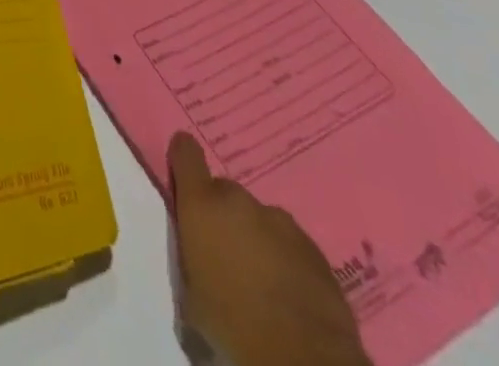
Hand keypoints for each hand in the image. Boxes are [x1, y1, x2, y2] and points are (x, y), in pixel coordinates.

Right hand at [168, 134, 371, 365]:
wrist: (303, 358)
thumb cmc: (231, 323)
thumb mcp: (190, 292)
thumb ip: (190, 255)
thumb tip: (198, 254)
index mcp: (202, 203)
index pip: (186, 152)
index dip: (183, 158)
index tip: (184, 173)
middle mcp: (239, 201)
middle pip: (225, 192)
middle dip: (224, 215)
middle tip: (227, 253)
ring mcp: (281, 222)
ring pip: (261, 219)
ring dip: (257, 237)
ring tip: (263, 278)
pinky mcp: (314, 250)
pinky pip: (290, 244)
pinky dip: (286, 259)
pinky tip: (289, 292)